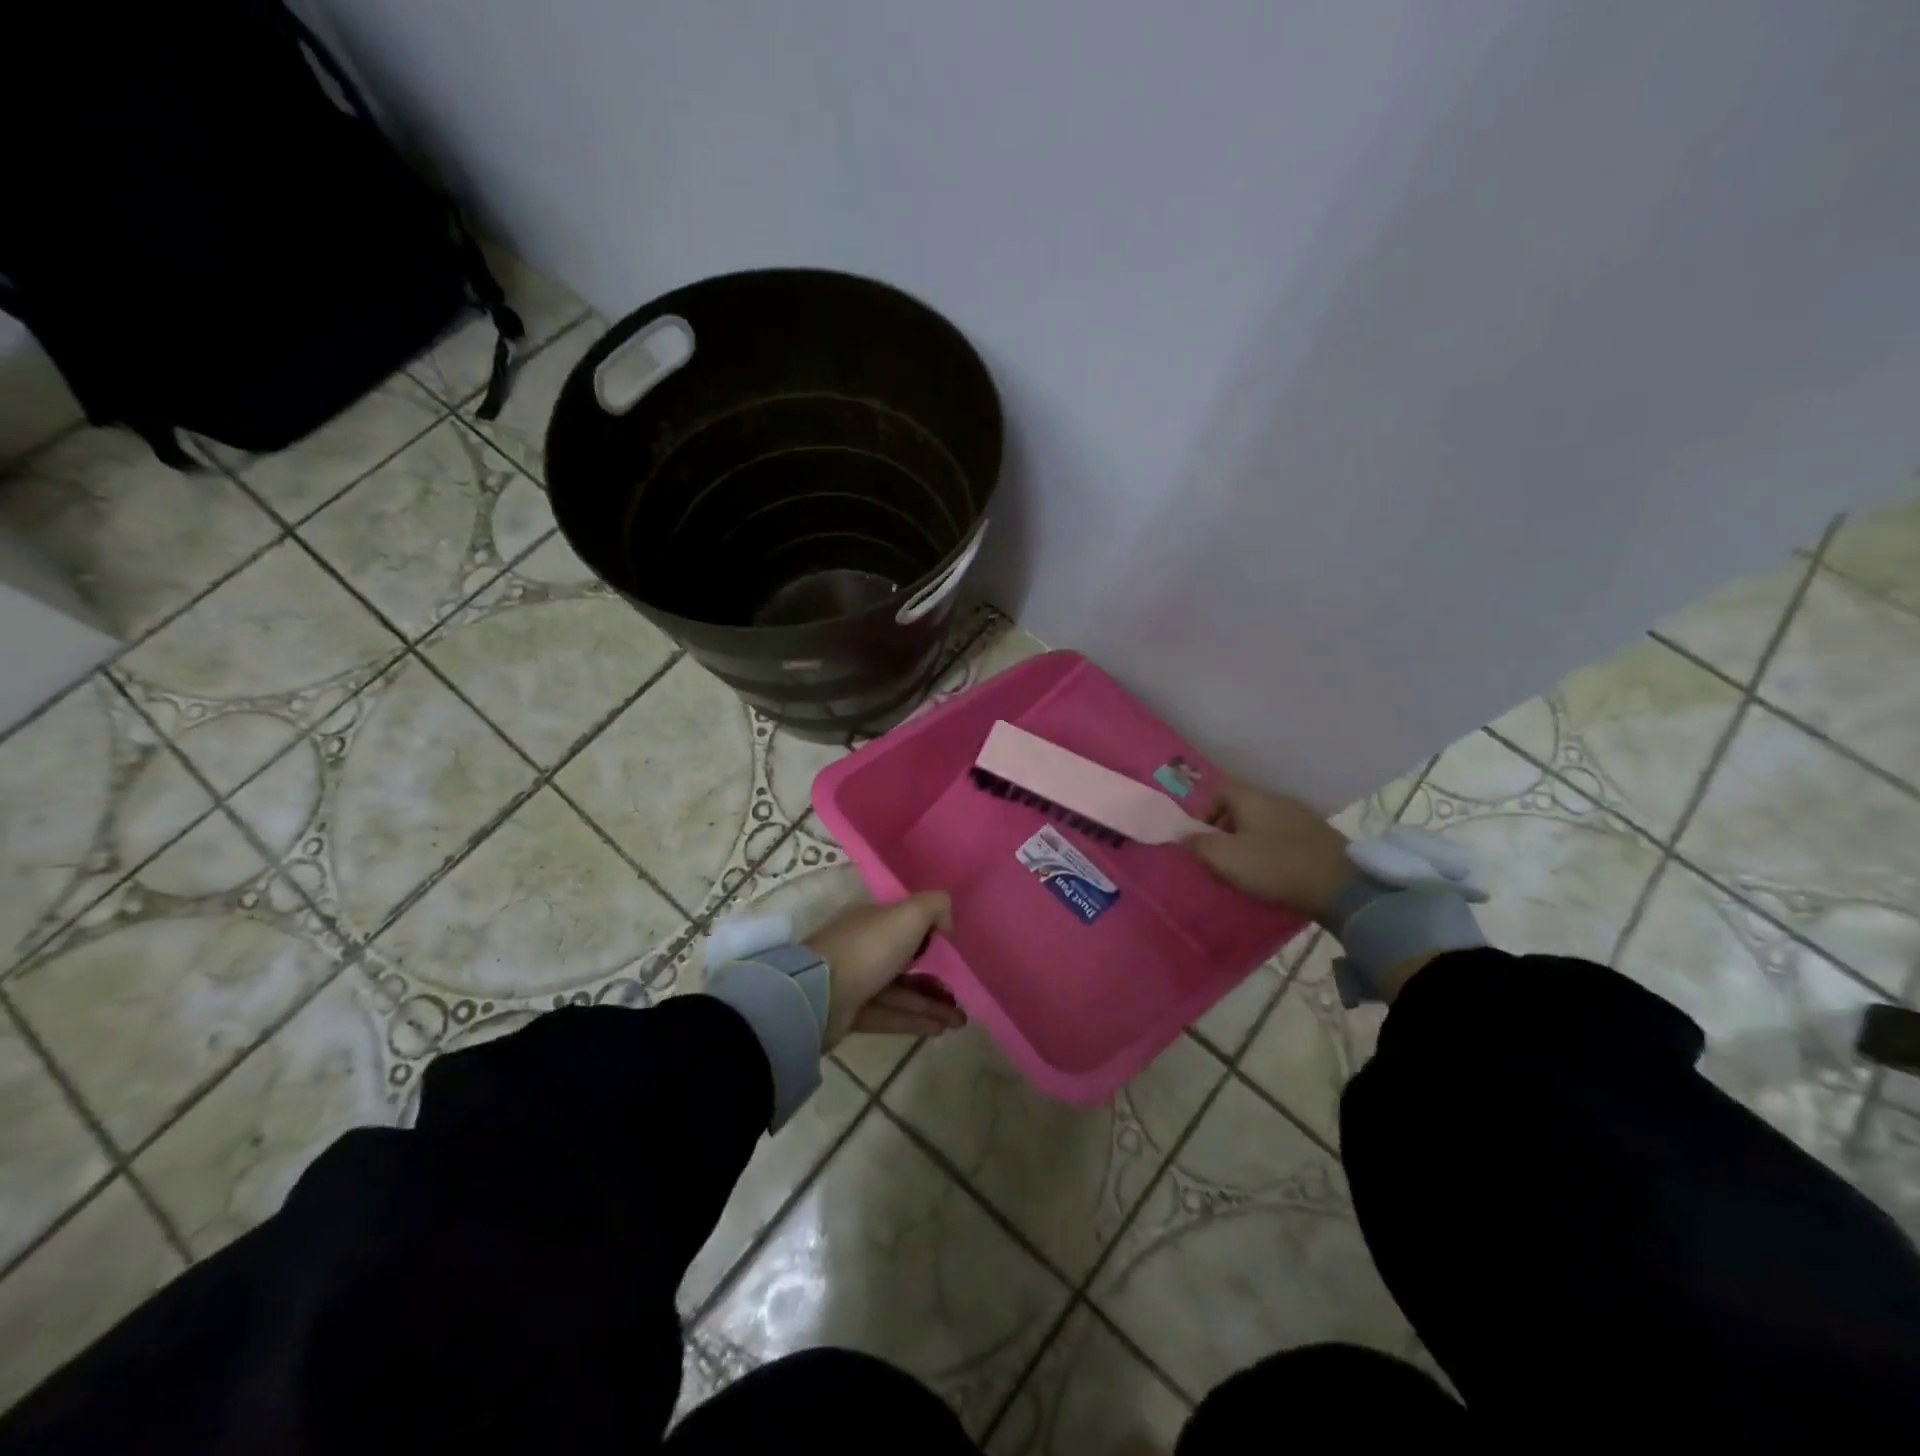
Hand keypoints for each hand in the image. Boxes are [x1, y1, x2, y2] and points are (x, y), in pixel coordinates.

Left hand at [807, 892, 966, 1047]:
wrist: (818, 995)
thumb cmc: (867, 948)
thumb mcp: (908, 914)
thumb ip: (935, 906)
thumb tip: (947, 923)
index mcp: (870, 920)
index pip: (903, 925)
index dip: (930, 937)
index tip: (953, 954)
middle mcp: (862, 948)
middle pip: (905, 963)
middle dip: (935, 979)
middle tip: (961, 995)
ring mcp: (854, 982)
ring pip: (900, 993)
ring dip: (931, 1005)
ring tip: (960, 1020)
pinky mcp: (850, 1014)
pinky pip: (890, 1015)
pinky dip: (915, 1021)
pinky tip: (941, 1029)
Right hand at [1188, 780, 1351, 923]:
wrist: (1341, 887)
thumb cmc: (1274, 867)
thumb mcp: (1226, 858)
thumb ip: (1199, 844)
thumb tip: (1183, 835)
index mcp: (1251, 798)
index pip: (1217, 791)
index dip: (1204, 813)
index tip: (1202, 841)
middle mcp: (1275, 799)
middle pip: (1240, 808)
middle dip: (1226, 831)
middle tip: (1221, 859)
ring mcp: (1301, 816)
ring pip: (1262, 823)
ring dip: (1250, 842)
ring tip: (1247, 870)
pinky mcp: (1319, 836)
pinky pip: (1284, 836)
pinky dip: (1273, 850)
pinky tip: (1275, 872)